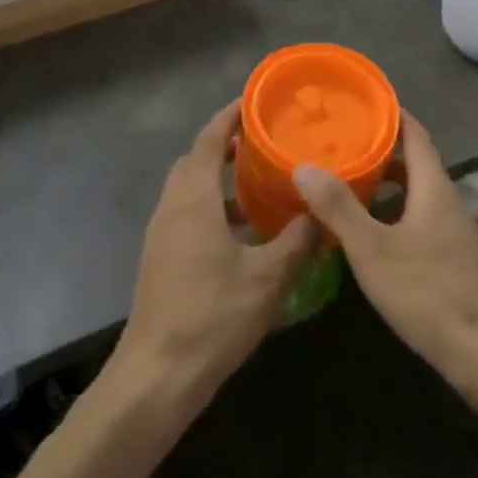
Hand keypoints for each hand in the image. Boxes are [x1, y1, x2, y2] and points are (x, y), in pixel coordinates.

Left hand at [114, 103, 316, 400]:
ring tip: (259, 179)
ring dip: (219, 176)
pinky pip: (188, 213)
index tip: (256, 101)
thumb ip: (297, 240)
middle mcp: (172, 207)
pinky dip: (213, 205)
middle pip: (195, 159)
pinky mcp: (161, 258)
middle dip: (226, 143)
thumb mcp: (267, 277)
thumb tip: (320, 215)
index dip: (230, 116)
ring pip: (190, 188)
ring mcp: (162, 234)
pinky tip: (245, 231)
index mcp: (193, 198)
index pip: (209, 139)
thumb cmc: (212, 316)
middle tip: (264, 138)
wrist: (157, 376)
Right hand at [294, 115, 477, 387]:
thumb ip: (339, 208)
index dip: (390, 114)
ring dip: (385, 180)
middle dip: (379, 148)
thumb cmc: (427, 292)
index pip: (415, 133)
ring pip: (415, 190)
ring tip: (346, 179)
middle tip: (340, 141)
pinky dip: (393, 207)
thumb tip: (304, 167)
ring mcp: (452, 228)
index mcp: (434, 186)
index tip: (359, 102)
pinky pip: (418, 213)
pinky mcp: (451, 254)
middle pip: (414, 160)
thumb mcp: (373, 249)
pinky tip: (368, 227)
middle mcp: (447, 199)